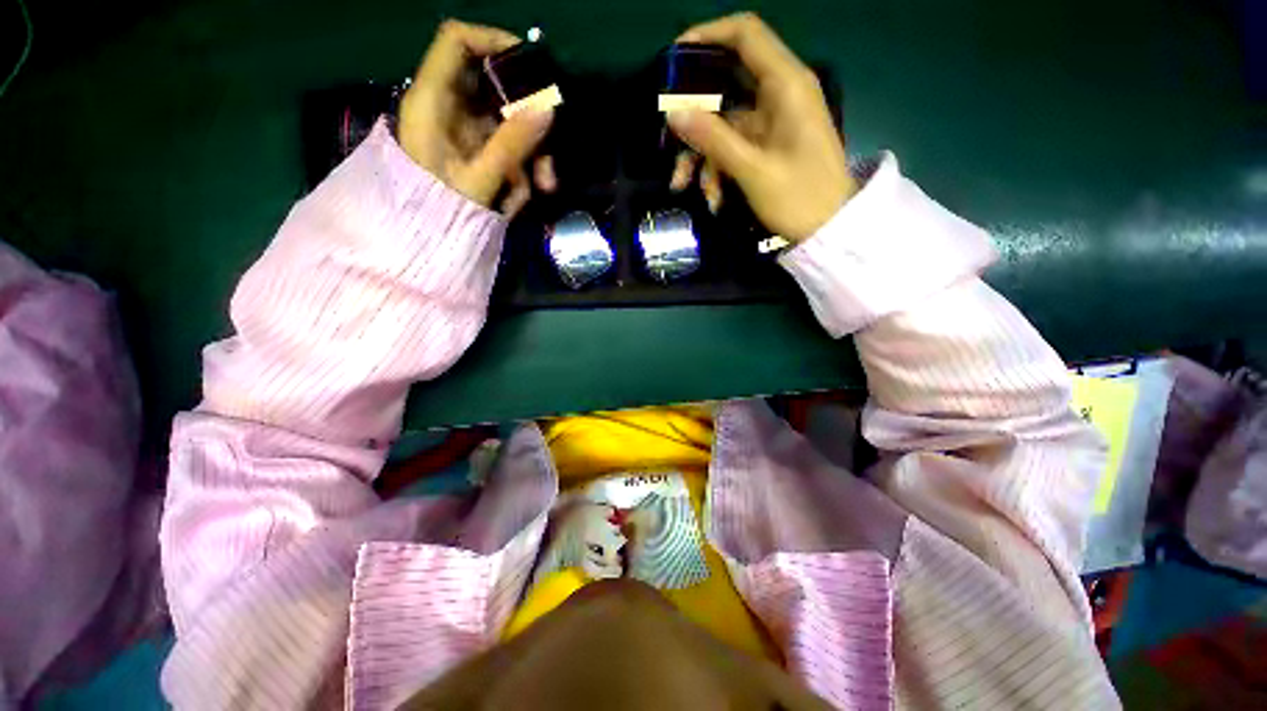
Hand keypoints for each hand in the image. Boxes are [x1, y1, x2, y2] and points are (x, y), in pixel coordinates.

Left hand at [398, 20, 557, 216]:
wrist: (422, 243)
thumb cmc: (438, 211)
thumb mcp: (478, 180)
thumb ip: (512, 144)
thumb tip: (548, 108)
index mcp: (433, 100)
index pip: (458, 41)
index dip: (496, 42)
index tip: (533, 67)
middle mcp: (448, 107)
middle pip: (496, 87)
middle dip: (530, 119)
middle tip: (550, 148)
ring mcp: (463, 130)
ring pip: (508, 121)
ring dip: (532, 153)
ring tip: (544, 188)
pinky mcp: (475, 151)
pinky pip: (506, 147)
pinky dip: (520, 169)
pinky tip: (519, 198)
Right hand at [667, 14, 857, 241]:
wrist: (830, 230)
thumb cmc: (800, 198)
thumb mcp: (753, 170)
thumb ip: (714, 139)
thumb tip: (674, 113)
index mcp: (786, 85)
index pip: (746, 34)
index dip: (708, 35)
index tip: (673, 58)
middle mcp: (779, 95)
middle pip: (724, 87)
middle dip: (693, 117)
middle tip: (668, 141)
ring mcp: (772, 123)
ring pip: (723, 124)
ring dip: (701, 155)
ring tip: (683, 186)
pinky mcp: (767, 146)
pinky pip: (733, 147)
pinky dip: (718, 169)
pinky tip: (713, 198)